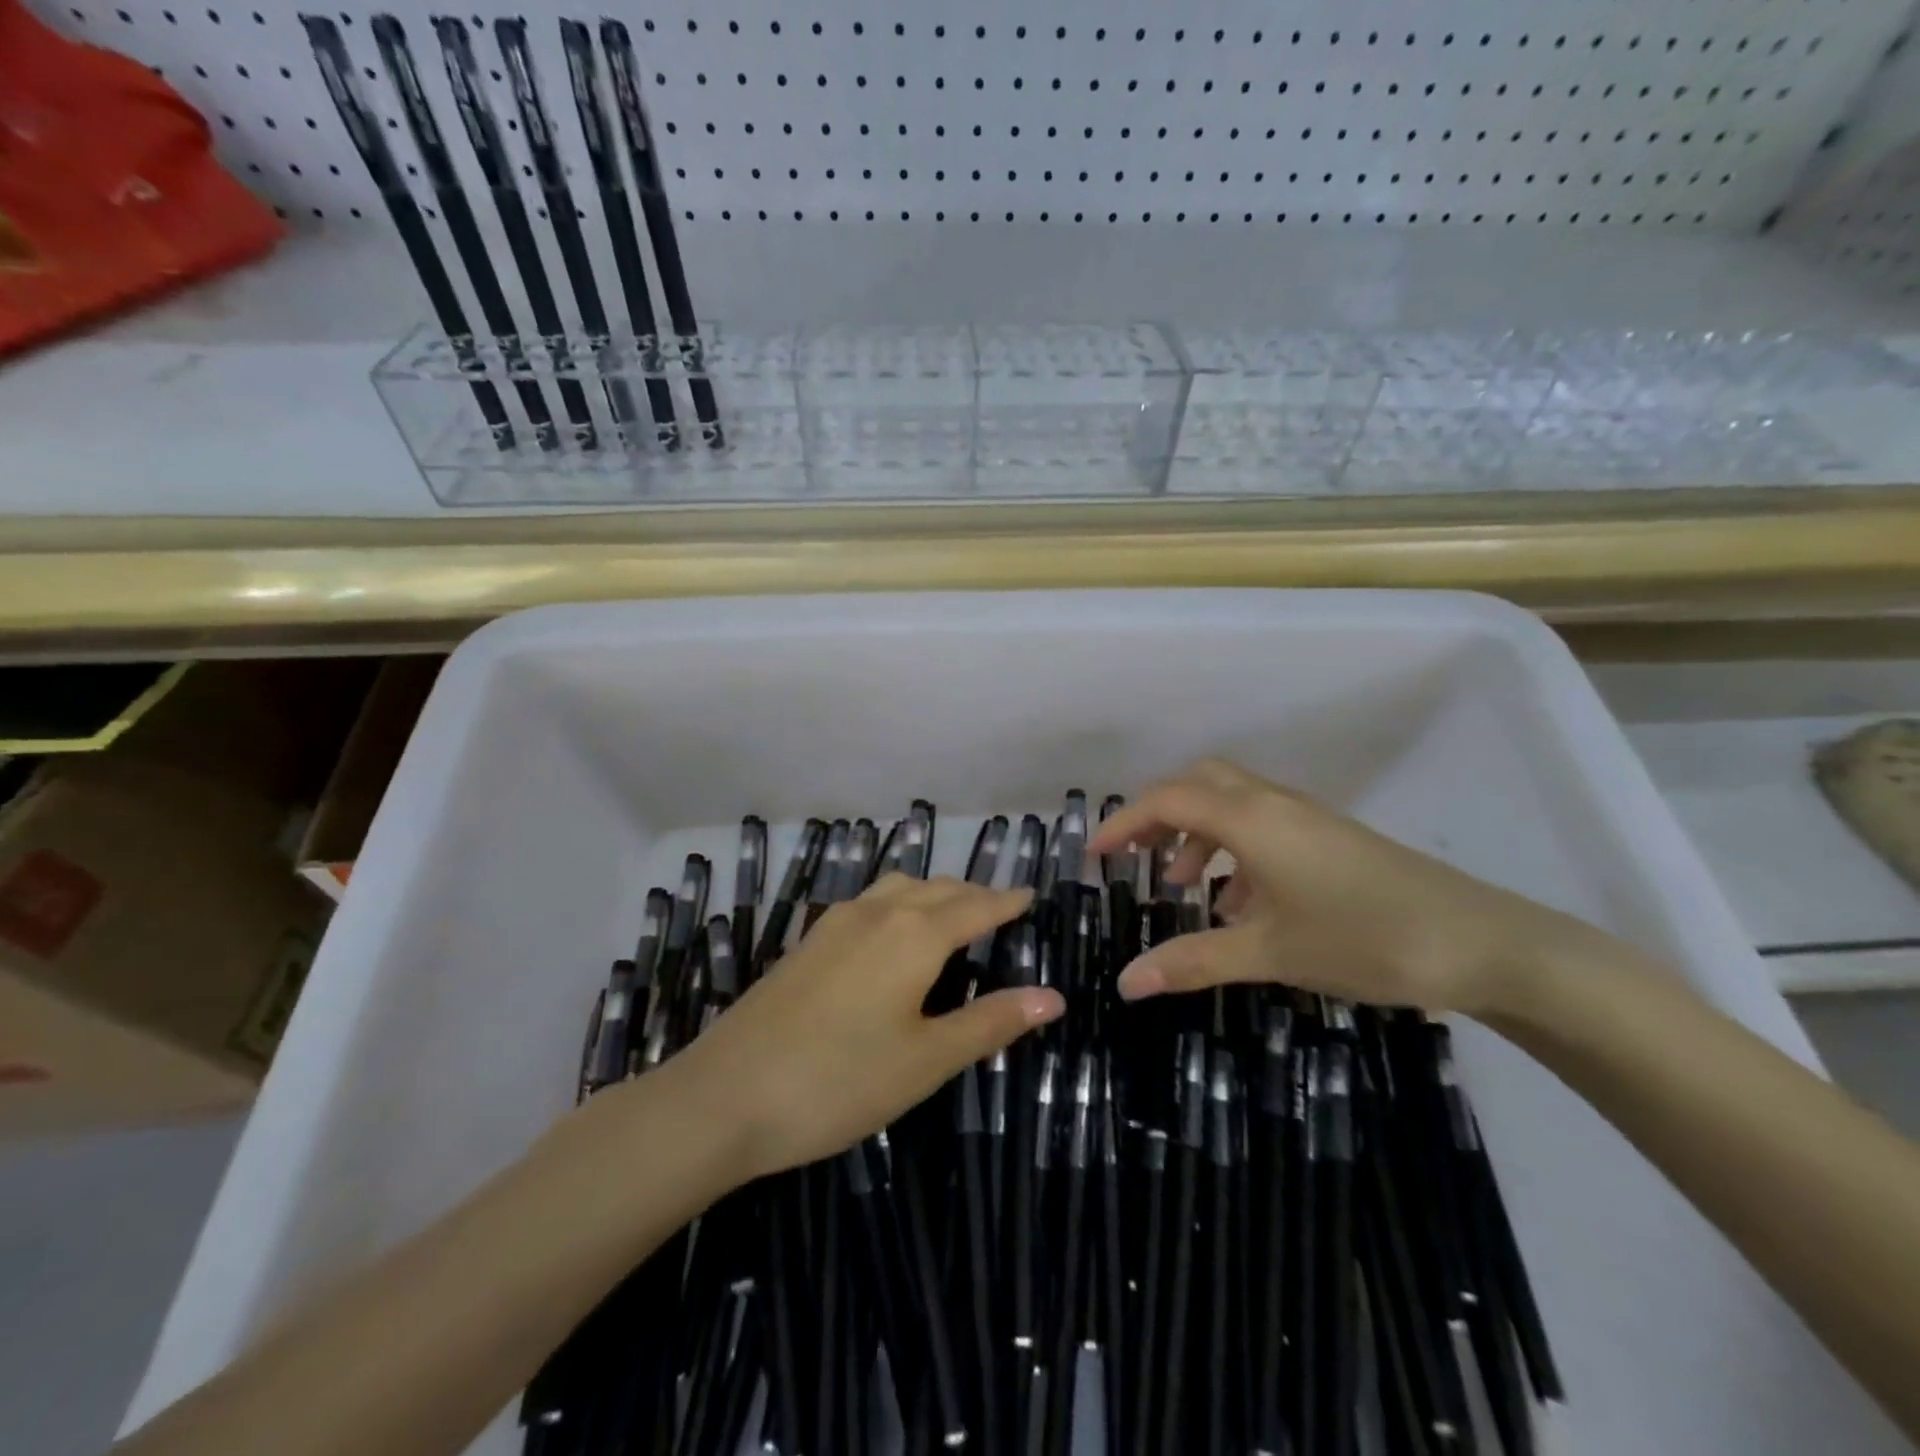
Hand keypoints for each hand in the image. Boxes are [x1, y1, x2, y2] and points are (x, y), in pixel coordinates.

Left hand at [663, 874, 1062, 1179]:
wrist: (724, 1095)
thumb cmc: (840, 1081)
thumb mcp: (926, 1060)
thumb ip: (990, 1022)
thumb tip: (1053, 996)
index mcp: (914, 933)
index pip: (976, 906)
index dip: (1007, 901)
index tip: (1031, 896)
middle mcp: (876, 912)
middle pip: (938, 888)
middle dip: (973, 895)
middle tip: (1000, 911)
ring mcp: (835, 923)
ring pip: (898, 888)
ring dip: (933, 894)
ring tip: (952, 918)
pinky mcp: (807, 942)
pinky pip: (869, 903)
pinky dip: (899, 904)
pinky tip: (892, 936)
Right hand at [1088, 758, 1599, 1016]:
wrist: (1482, 942)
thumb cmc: (1364, 939)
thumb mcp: (1269, 952)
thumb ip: (1193, 961)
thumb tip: (1125, 982)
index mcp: (1251, 819)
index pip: (1167, 800)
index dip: (1123, 822)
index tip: (1093, 855)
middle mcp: (1274, 803)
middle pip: (1198, 784)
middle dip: (1158, 814)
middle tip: (1134, 856)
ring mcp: (1307, 817)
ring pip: (1232, 803)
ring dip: (1196, 832)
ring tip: (1182, 885)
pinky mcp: (1330, 836)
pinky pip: (1263, 825)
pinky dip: (1233, 848)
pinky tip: (1240, 903)